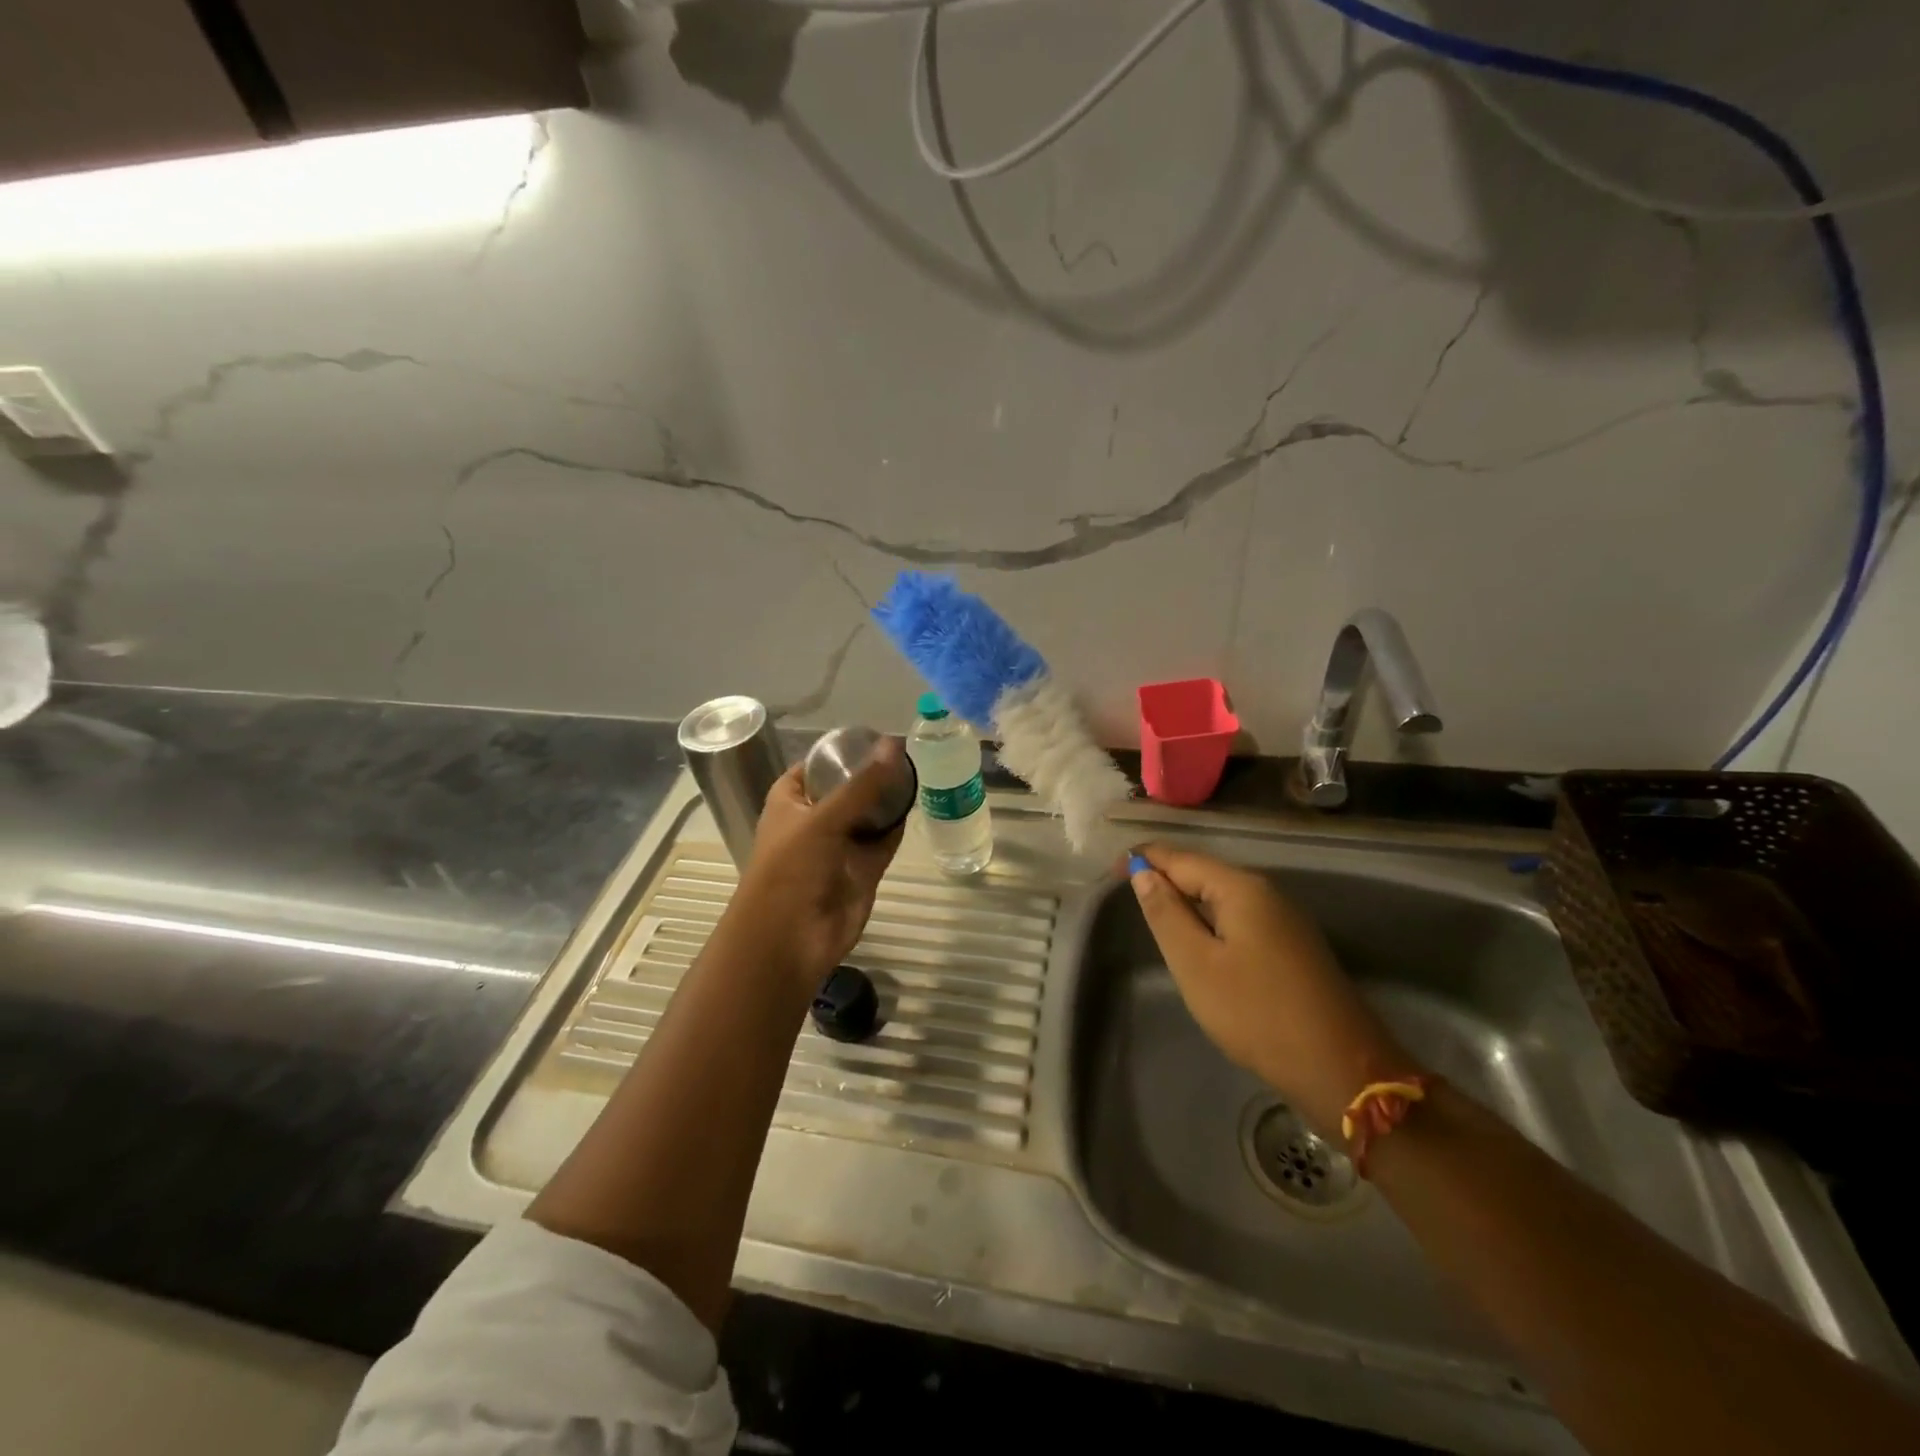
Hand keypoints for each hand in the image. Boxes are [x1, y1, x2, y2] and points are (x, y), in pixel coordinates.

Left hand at [723, 741, 906, 988]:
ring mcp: (840, 845)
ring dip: (889, 797)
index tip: (877, 735)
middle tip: (909, 749)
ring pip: (869, 813)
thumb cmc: (791, 869)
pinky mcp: (863, 869)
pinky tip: (918, 803)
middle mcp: (815, 819)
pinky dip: (897, 825)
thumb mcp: (823, 818)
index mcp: (790, 800)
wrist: (789, 940)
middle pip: (848, 787)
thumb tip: (895, 744)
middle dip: (873, 772)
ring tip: (919, 769)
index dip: (843, 751)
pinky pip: (883, 840)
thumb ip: (863, 784)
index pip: (817, 765)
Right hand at [1128, 843, 1415, 1137]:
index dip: (1144, 858)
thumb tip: (1143, 872)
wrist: (1341, 1068)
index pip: (1180, 858)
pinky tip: (1200, 942)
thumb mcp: (1196, 964)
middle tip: (1126, 893)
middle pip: (1204, 873)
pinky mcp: (1294, 947)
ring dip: (1188, 900)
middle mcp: (1267, 893)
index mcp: (1242, 888)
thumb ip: (1166, 914)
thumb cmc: (1256, 1013)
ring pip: (1223, 897)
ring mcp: (1286, 920)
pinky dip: (1211, 921)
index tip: (1111, 870)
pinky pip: (1241, 919)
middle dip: (1165, 877)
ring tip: (1155, 914)